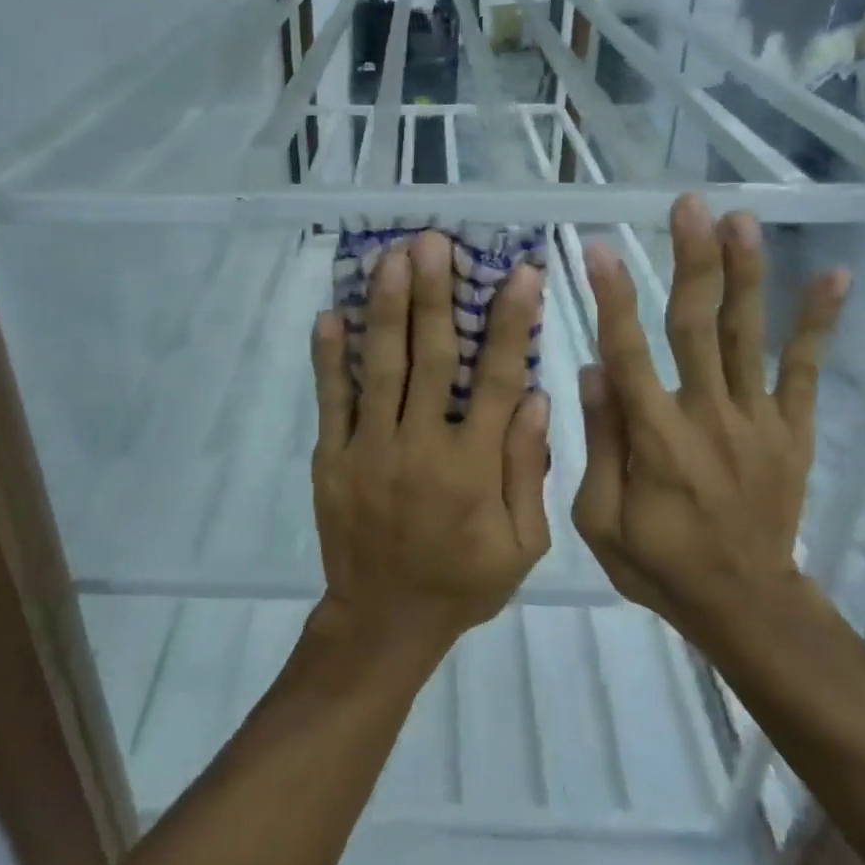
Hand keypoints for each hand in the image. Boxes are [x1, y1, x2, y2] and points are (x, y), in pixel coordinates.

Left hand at [309, 231, 550, 659]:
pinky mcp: (332, 458)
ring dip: (385, 307)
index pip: (496, 379)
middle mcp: (420, 445)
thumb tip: (535, 395)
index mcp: (473, 466)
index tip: (520, 272)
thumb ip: (528, 468)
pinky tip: (330, 314)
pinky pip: (331, 399)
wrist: (384, 622)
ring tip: (388, 257)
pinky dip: (329, 356)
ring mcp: (369, 448)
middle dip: (433, 294)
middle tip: (433, 242)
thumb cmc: (462, 582)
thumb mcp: (522, 544)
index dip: (511, 322)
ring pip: (380, 366)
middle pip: (431, 357)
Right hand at [572, 195, 847, 642]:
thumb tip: (593, 371)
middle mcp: (708, 415)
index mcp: (656, 438)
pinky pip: (806, 371)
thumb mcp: (601, 520)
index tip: (601, 248)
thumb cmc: (660, 563)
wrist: (746, 605)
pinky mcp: (792, 430)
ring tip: (741, 219)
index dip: (614, 298)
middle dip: (692, 260)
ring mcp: (758, 420)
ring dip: (745, 273)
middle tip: (689, 206)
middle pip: (697, 326)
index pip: (629, 353)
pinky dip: (818, 324)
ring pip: (747, 335)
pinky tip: (833, 277)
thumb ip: (600, 443)